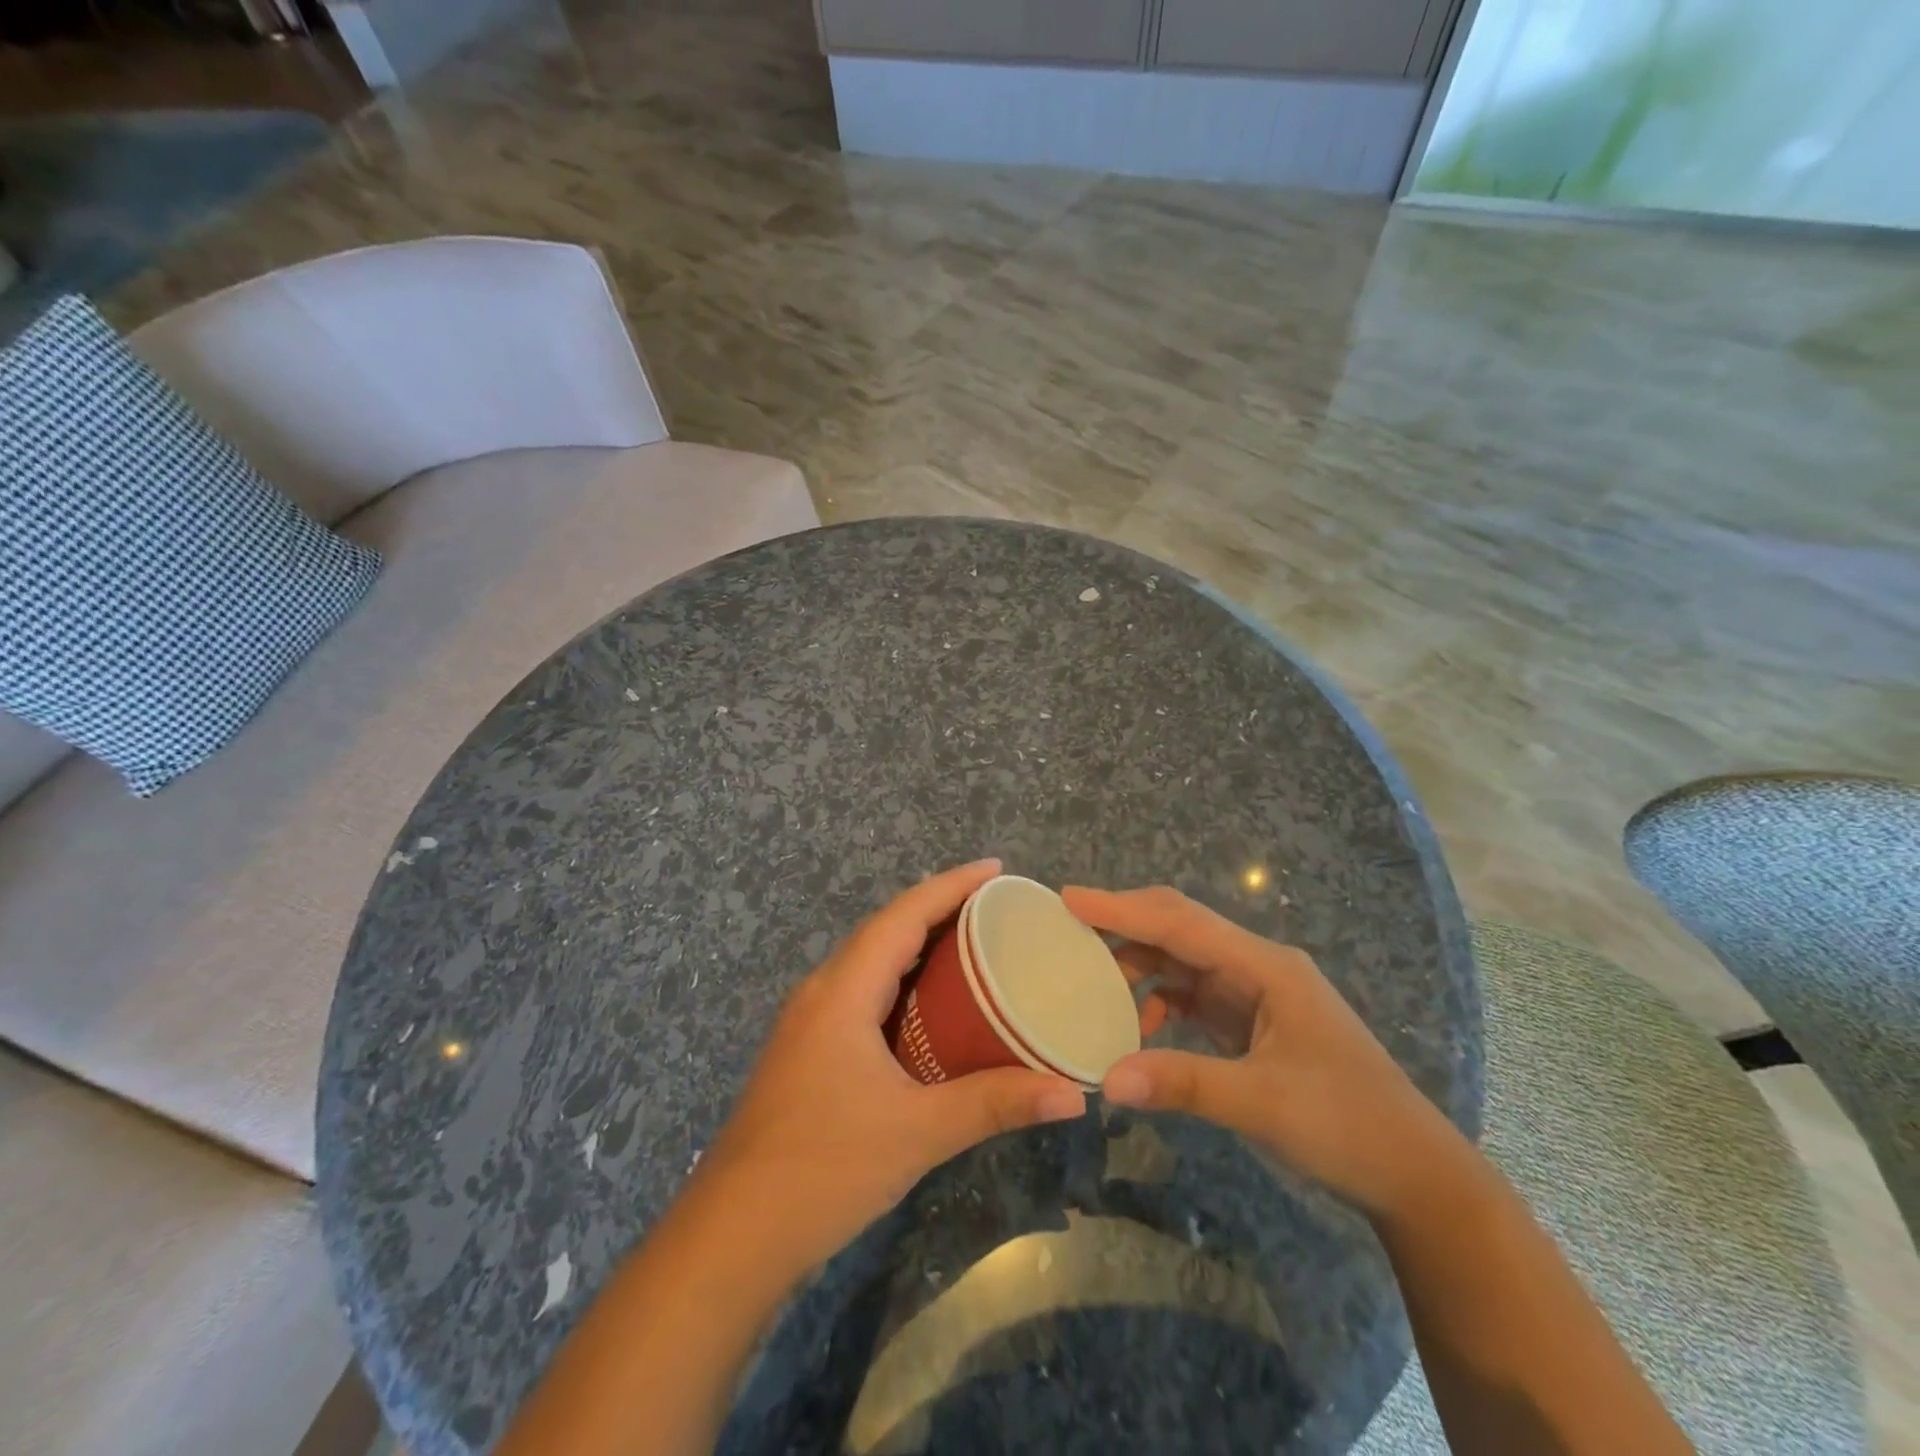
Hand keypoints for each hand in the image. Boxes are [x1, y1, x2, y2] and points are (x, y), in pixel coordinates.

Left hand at [695, 860, 1086, 1276]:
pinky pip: (863, 993)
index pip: (902, 915)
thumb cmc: (824, 1168)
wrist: (732, 1237)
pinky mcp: (808, 1051)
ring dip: (919, 946)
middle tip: (997, 908)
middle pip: (886, 930)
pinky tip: (931, 1008)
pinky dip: (902, 983)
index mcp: (842, 990)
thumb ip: (995, 1104)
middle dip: (939, 909)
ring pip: (871, 962)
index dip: (950, 885)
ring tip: (974, 945)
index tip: (996, 869)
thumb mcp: (918, 1132)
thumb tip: (1073, 1093)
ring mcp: (809, 1022)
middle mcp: (822, 992)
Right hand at [1063, 885, 1462, 1217]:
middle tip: (1068, 927)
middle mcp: (1256, 966)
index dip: (1122, 909)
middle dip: (1125, 924)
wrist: (1414, 1173)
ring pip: (1182, 960)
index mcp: (1266, 967)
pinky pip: (1191, 994)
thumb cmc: (1348, 1126)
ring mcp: (1254, 992)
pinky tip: (1138, 1028)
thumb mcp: (1263, 1104)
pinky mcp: (1250, 1020)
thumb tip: (1107, 1080)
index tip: (1069, 898)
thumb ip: (1184, 1084)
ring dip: (1138, 965)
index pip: (1181, 923)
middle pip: (1179, 928)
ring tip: (1091, 981)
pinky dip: (1158, 1001)